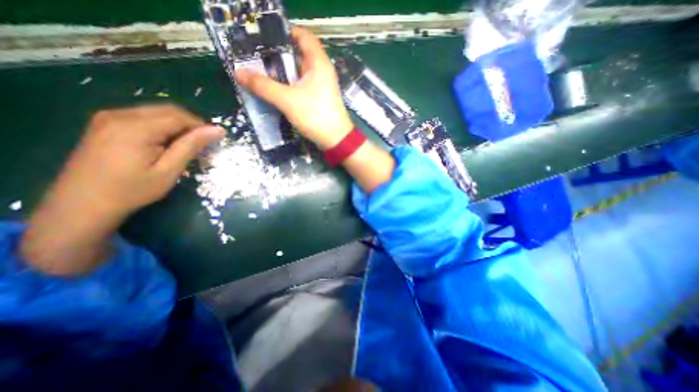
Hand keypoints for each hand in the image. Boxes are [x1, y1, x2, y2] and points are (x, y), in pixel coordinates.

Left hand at [58, 105, 222, 213]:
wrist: (83, 204)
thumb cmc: (133, 190)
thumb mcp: (169, 170)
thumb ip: (192, 146)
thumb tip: (218, 130)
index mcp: (136, 127)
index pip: (180, 116)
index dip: (201, 127)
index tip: (213, 142)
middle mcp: (120, 115)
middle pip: (168, 110)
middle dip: (190, 125)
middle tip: (200, 146)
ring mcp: (108, 117)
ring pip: (156, 112)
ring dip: (176, 126)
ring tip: (184, 147)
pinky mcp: (105, 124)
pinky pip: (143, 117)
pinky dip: (161, 127)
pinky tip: (164, 144)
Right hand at [234, 25, 355, 148]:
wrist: (336, 140)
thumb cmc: (316, 116)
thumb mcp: (288, 100)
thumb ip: (263, 86)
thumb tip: (238, 72)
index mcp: (319, 63)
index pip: (303, 35)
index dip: (284, 31)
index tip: (263, 35)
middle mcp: (321, 71)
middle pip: (298, 54)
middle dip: (277, 54)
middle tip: (254, 56)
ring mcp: (321, 86)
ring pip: (299, 73)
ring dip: (281, 73)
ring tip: (259, 72)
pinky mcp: (319, 99)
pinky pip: (301, 87)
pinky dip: (289, 86)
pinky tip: (275, 90)